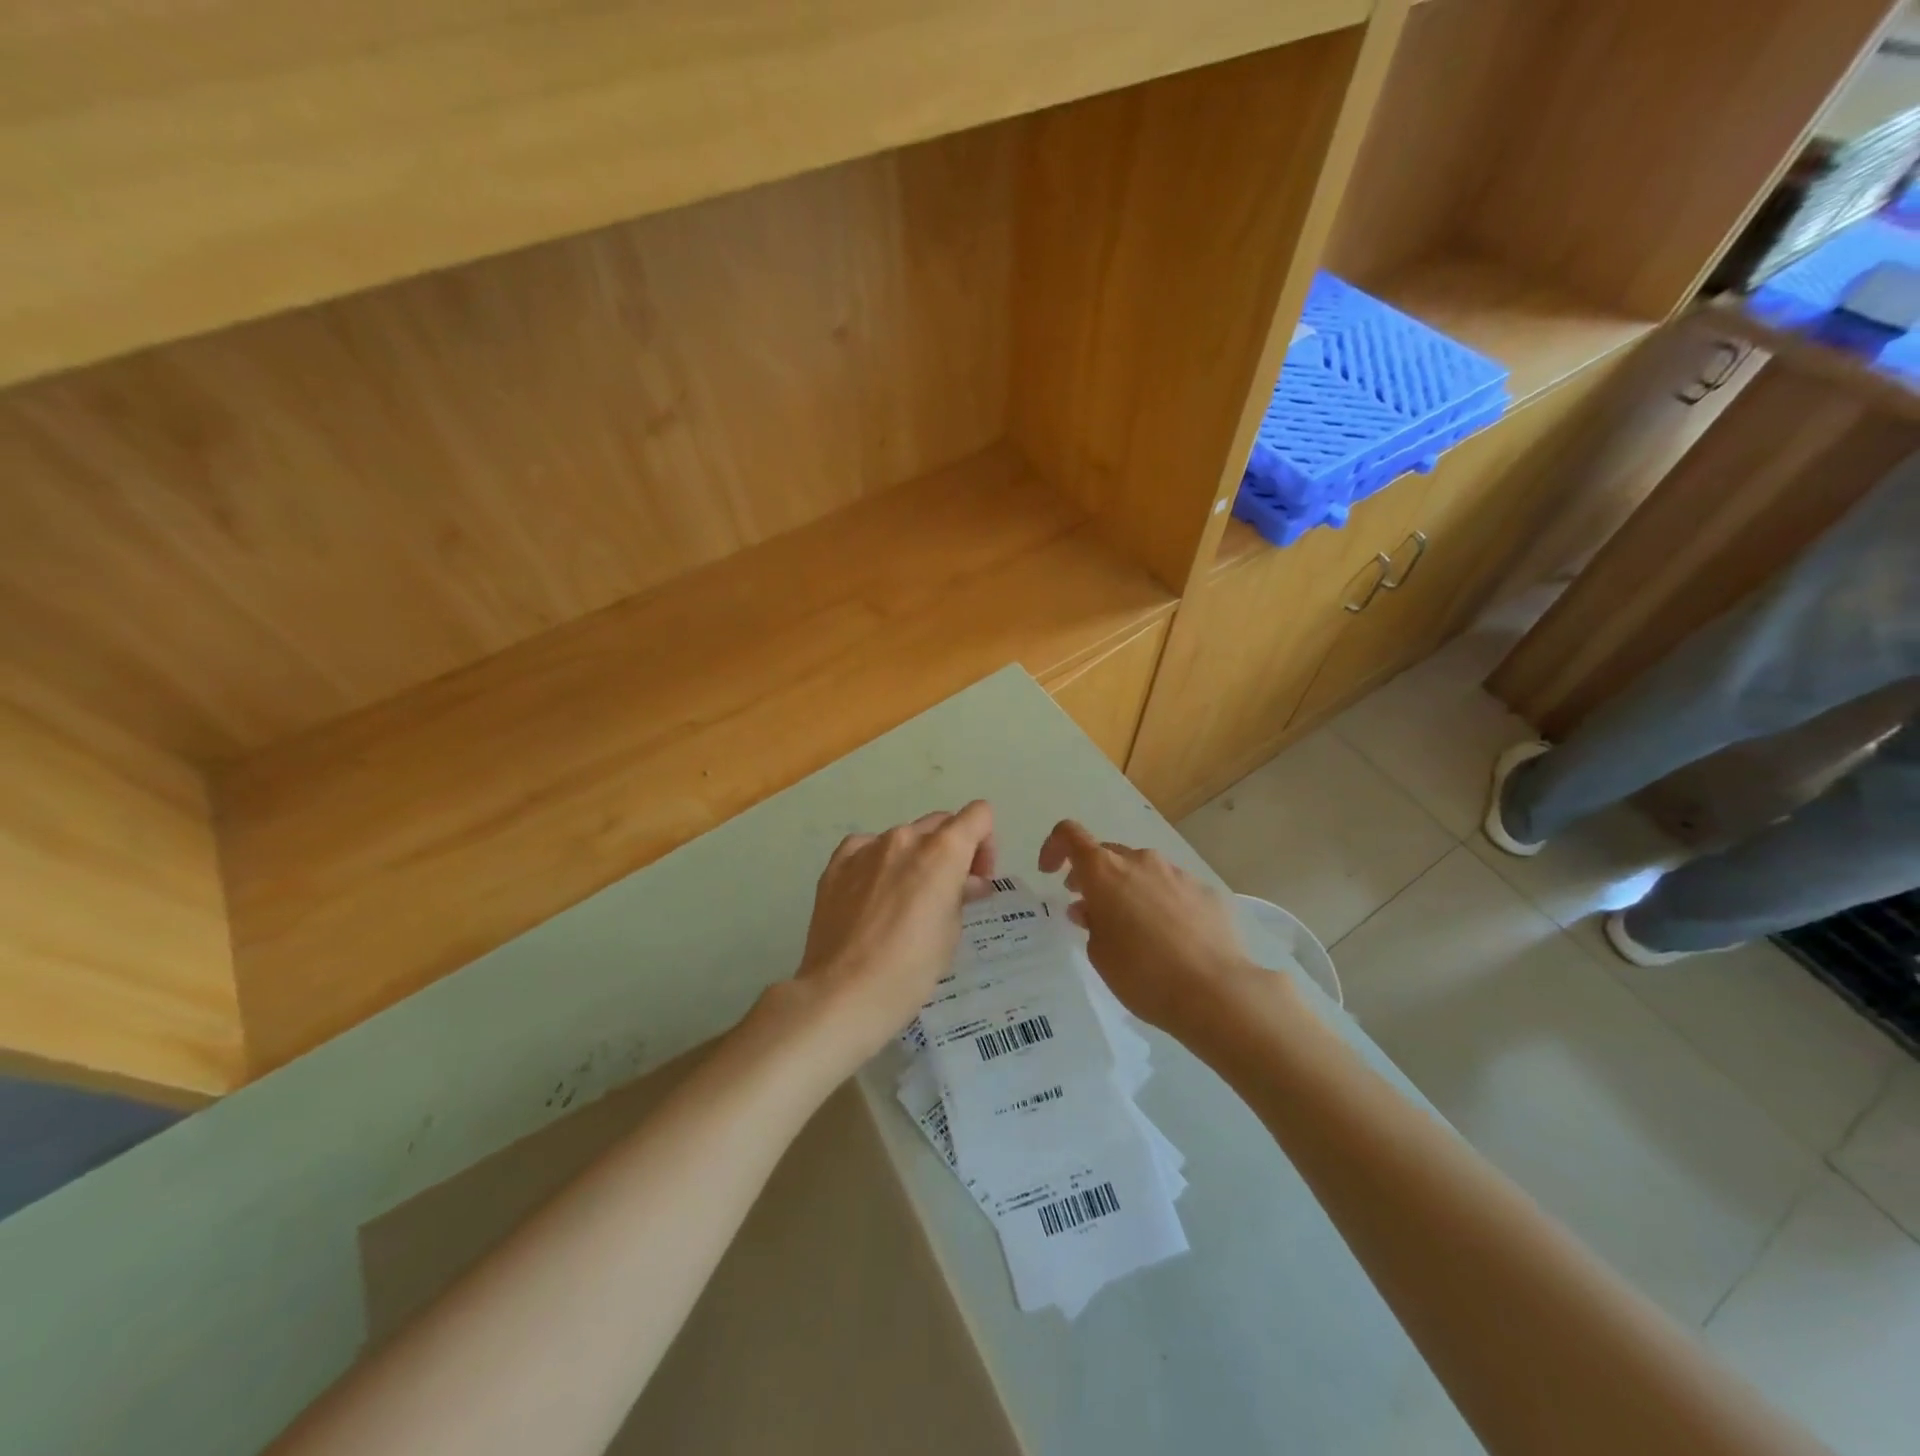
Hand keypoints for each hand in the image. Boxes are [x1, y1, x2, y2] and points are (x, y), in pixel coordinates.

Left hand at [784, 802, 997, 1062]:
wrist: (844, 993)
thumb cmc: (911, 968)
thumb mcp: (951, 932)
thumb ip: (961, 894)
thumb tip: (967, 882)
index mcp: (942, 851)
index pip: (978, 815)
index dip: (985, 842)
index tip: (976, 878)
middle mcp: (905, 838)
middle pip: (940, 824)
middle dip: (952, 850)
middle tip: (948, 891)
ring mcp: (866, 847)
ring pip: (903, 838)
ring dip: (914, 858)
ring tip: (905, 900)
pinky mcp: (836, 864)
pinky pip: (865, 848)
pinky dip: (877, 863)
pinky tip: (873, 895)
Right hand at [1038, 820, 1262, 1046]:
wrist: (1216, 992)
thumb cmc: (1143, 974)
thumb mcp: (1100, 954)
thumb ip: (1090, 923)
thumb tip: (1089, 908)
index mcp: (1105, 872)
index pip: (1070, 835)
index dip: (1054, 847)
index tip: (1050, 873)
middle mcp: (1141, 862)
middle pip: (1108, 855)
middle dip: (1093, 876)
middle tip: (1089, 909)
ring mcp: (1177, 873)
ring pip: (1143, 871)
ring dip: (1129, 890)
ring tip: (1133, 928)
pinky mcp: (1206, 891)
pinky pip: (1173, 889)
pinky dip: (1162, 903)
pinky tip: (1170, 938)